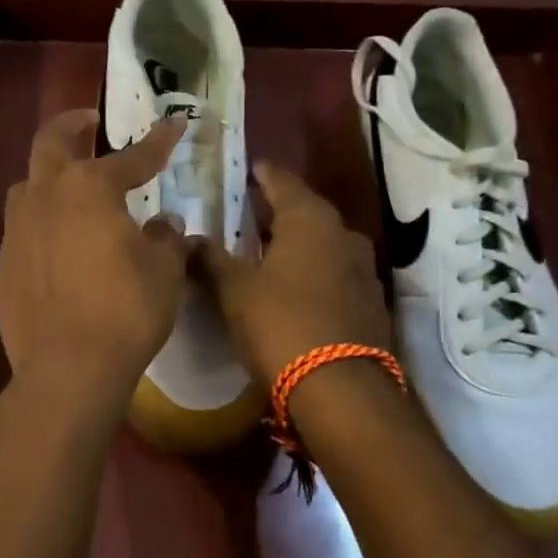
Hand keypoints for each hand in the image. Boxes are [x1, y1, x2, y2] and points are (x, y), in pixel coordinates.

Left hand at [0, 110, 189, 389]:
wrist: (69, 368)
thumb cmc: (126, 310)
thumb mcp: (164, 271)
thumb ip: (166, 239)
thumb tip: (163, 225)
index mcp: (89, 188)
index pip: (132, 156)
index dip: (157, 141)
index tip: (174, 124)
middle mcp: (44, 198)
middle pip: (50, 143)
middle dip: (71, 125)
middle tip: (87, 120)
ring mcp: (15, 233)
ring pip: (25, 188)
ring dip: (46, 178)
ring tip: (65, 186)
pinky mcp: (1, 270)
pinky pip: (20, 238)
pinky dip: (39, 233)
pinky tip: (52, 252)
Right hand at [192, 161, 391, 384]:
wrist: (342, 390)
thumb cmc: (280, 325)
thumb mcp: (233, 291)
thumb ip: (210, 260)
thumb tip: (187, 239)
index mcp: (309, 220)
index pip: (283, 182)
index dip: (264, 174)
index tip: (250, 168)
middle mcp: (343, 235)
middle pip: (307, 211)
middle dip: (279, 209)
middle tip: (251, 210)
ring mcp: (363, 269)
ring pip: (324, 242)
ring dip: (298, 241)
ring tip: (269, 249)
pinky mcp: (370, 302)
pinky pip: (336, 271)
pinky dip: (313, 269)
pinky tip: (294, 286)